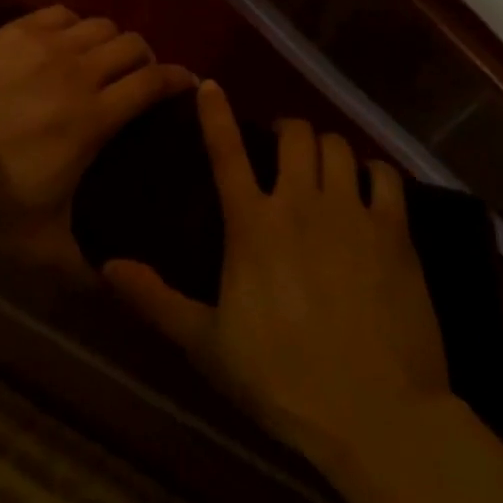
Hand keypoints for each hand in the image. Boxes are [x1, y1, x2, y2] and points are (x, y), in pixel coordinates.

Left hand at [0, 6, 196, 259]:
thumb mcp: (40, 244)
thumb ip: (83, 268)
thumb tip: (114, 288)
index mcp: (94, 117)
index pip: (153, 82)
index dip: (178, 79)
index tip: (187, 85)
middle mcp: (79, 71)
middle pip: (132, 44)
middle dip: (146, 59)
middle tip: (139, 79)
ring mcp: (45, 45)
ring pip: (99, 24)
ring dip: (110, 41)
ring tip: (101, 59)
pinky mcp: (15, 30)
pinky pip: (60, 13)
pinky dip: (73, 25)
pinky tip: (64, 41)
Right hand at [104, 81, 448, 471]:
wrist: (375, 417)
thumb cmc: (282, 380)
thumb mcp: (207, 344)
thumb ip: (156, 300)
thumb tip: (108, 265)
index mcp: (252, 224)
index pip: (226, 151)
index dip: (215, 114)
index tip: (210, 85)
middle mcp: (300, 203)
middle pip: (295, 134)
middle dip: (286, 130)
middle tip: (282, 147)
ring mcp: (351, 213)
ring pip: (337, 146)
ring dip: (326, 148)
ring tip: (322, 165)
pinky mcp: (394, 232)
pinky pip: (385, 175)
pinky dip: (374, 172)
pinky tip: (369, 186)